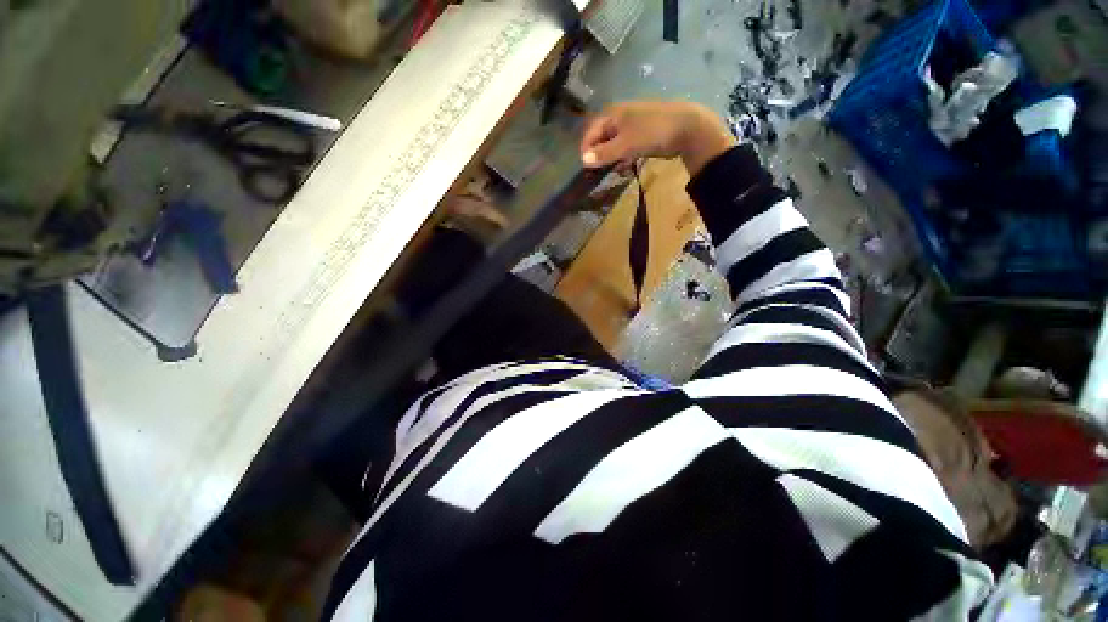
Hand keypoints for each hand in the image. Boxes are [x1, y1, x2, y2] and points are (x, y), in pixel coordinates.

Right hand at [579, 101, 734, 175]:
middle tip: (597, 172)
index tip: (585, 168)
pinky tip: (625, 168)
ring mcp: (633, 125)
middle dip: (599, 154)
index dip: (586, 149)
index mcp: (613, 114)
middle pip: (602, 137)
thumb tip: (583, 161)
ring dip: (611, 158)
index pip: (591, 131)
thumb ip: (604, 153)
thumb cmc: (652, 133)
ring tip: (611, 171)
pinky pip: (627, 147)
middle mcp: (620, 117)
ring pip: (614, 143)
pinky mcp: (643, 134)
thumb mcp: (625, 145)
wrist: (687, 128)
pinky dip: (623, 157)